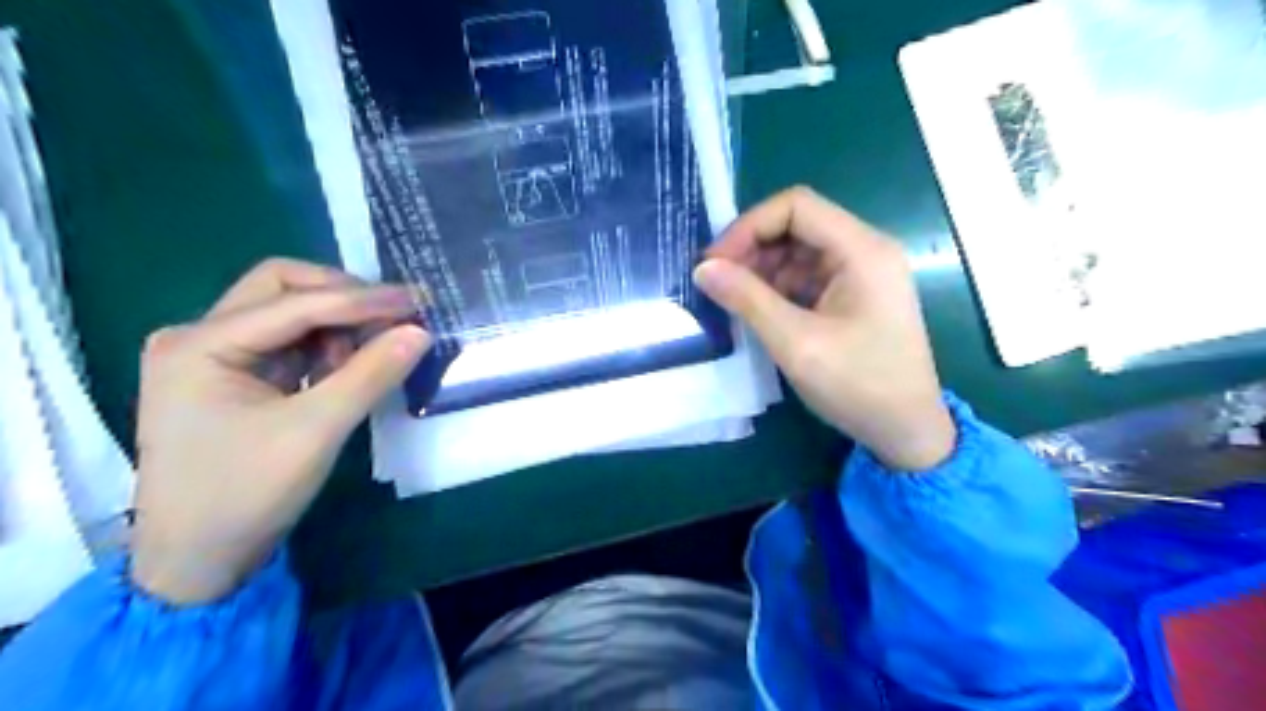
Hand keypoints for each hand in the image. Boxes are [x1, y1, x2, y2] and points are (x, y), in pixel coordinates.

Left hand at [132, 257, 429, 603]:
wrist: (197, 562)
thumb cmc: (245, 494)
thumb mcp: (316, 431)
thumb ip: (371, 374)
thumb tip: (421, 331)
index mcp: (199, 344)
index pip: (294, 302)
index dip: (362, 300)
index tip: (418, 301)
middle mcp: (199, 337)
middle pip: (282, 288)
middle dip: (343, 297)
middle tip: (396, 315)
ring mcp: (214, 357)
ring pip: (289, 312)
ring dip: (338, 323)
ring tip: (374, 351)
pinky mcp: (234, 377)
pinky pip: (290, 342)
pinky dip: (326, 347)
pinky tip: (349, 367)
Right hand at [697, 187, 953, 472]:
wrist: (907, 432)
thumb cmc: (858, 385)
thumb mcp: (796, 343)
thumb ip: (747, 300)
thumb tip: (702, 269)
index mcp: (862, 250)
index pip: (796, 206)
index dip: (749, 226)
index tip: (716, 262)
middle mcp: (865, 250)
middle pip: (797, 225)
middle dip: (752, 249)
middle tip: (717, 283)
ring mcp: (861, 273)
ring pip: (799, 251)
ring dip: (762, 270)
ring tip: (732, 301)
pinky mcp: (854, 296)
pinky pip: (807, 276)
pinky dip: (777, 288)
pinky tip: (757, 311)